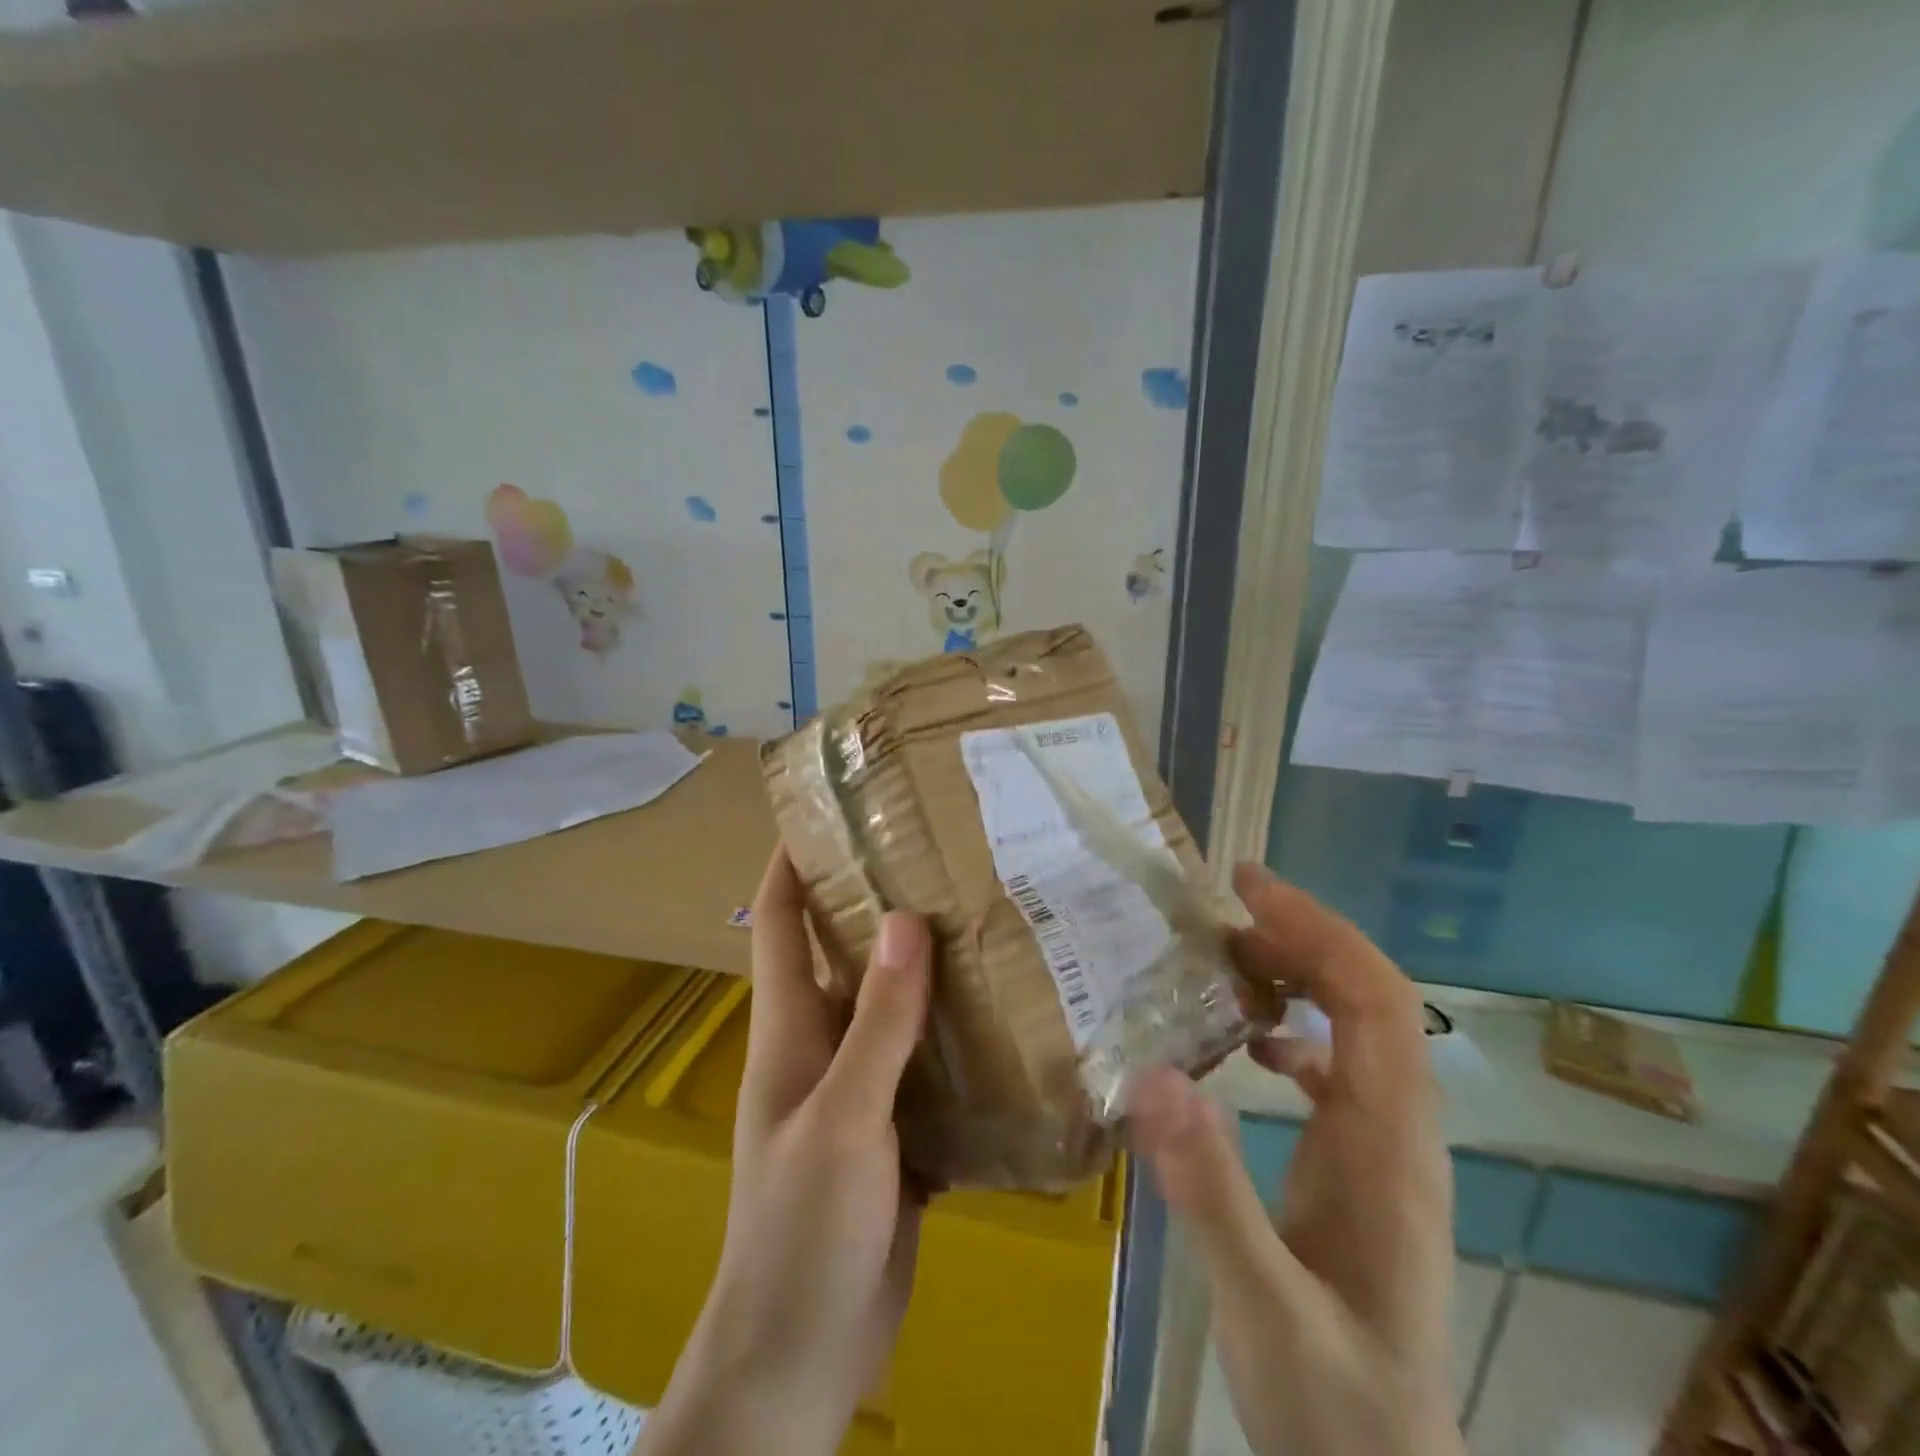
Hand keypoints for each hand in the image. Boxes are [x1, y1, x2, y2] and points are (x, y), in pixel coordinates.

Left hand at [637, 850, 931, 1455]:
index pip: (779, 918)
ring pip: (895, 1004)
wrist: (804, 1356)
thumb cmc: (802, 1230)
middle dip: (883, 900)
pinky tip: (1010, 1012)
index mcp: (791, 1026)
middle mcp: (824, 1042)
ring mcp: (861, 1085)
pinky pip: (928, 1060)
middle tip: (946, 853)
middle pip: (847, 950)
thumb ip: (878, 1024)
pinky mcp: (897, 1125)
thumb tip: (905, 919)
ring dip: (931, 966)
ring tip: (991, 916)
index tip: (833, 809)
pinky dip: (958, 1032)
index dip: (793, 858)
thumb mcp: (843, 1119)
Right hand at [1130, 864, 1463, 1455]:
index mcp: (1388, 1144)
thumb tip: (1155, 1074)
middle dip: (1303, 937)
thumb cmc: (1331, 1402)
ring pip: (1357, 1029)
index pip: (1375, 1001)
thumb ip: (1211, 1194)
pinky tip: (1249, 1044)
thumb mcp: (1262, 1305)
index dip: (1319, 930)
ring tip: (1228, 955)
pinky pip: (1338, 1069)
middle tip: (1225, 905)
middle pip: (1371, 999)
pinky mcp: (1362, 1169)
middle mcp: (1399, 1131)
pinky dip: (1295, 1030)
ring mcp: (1385, 1149)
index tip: (1249, 887)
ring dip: (1300, 975)